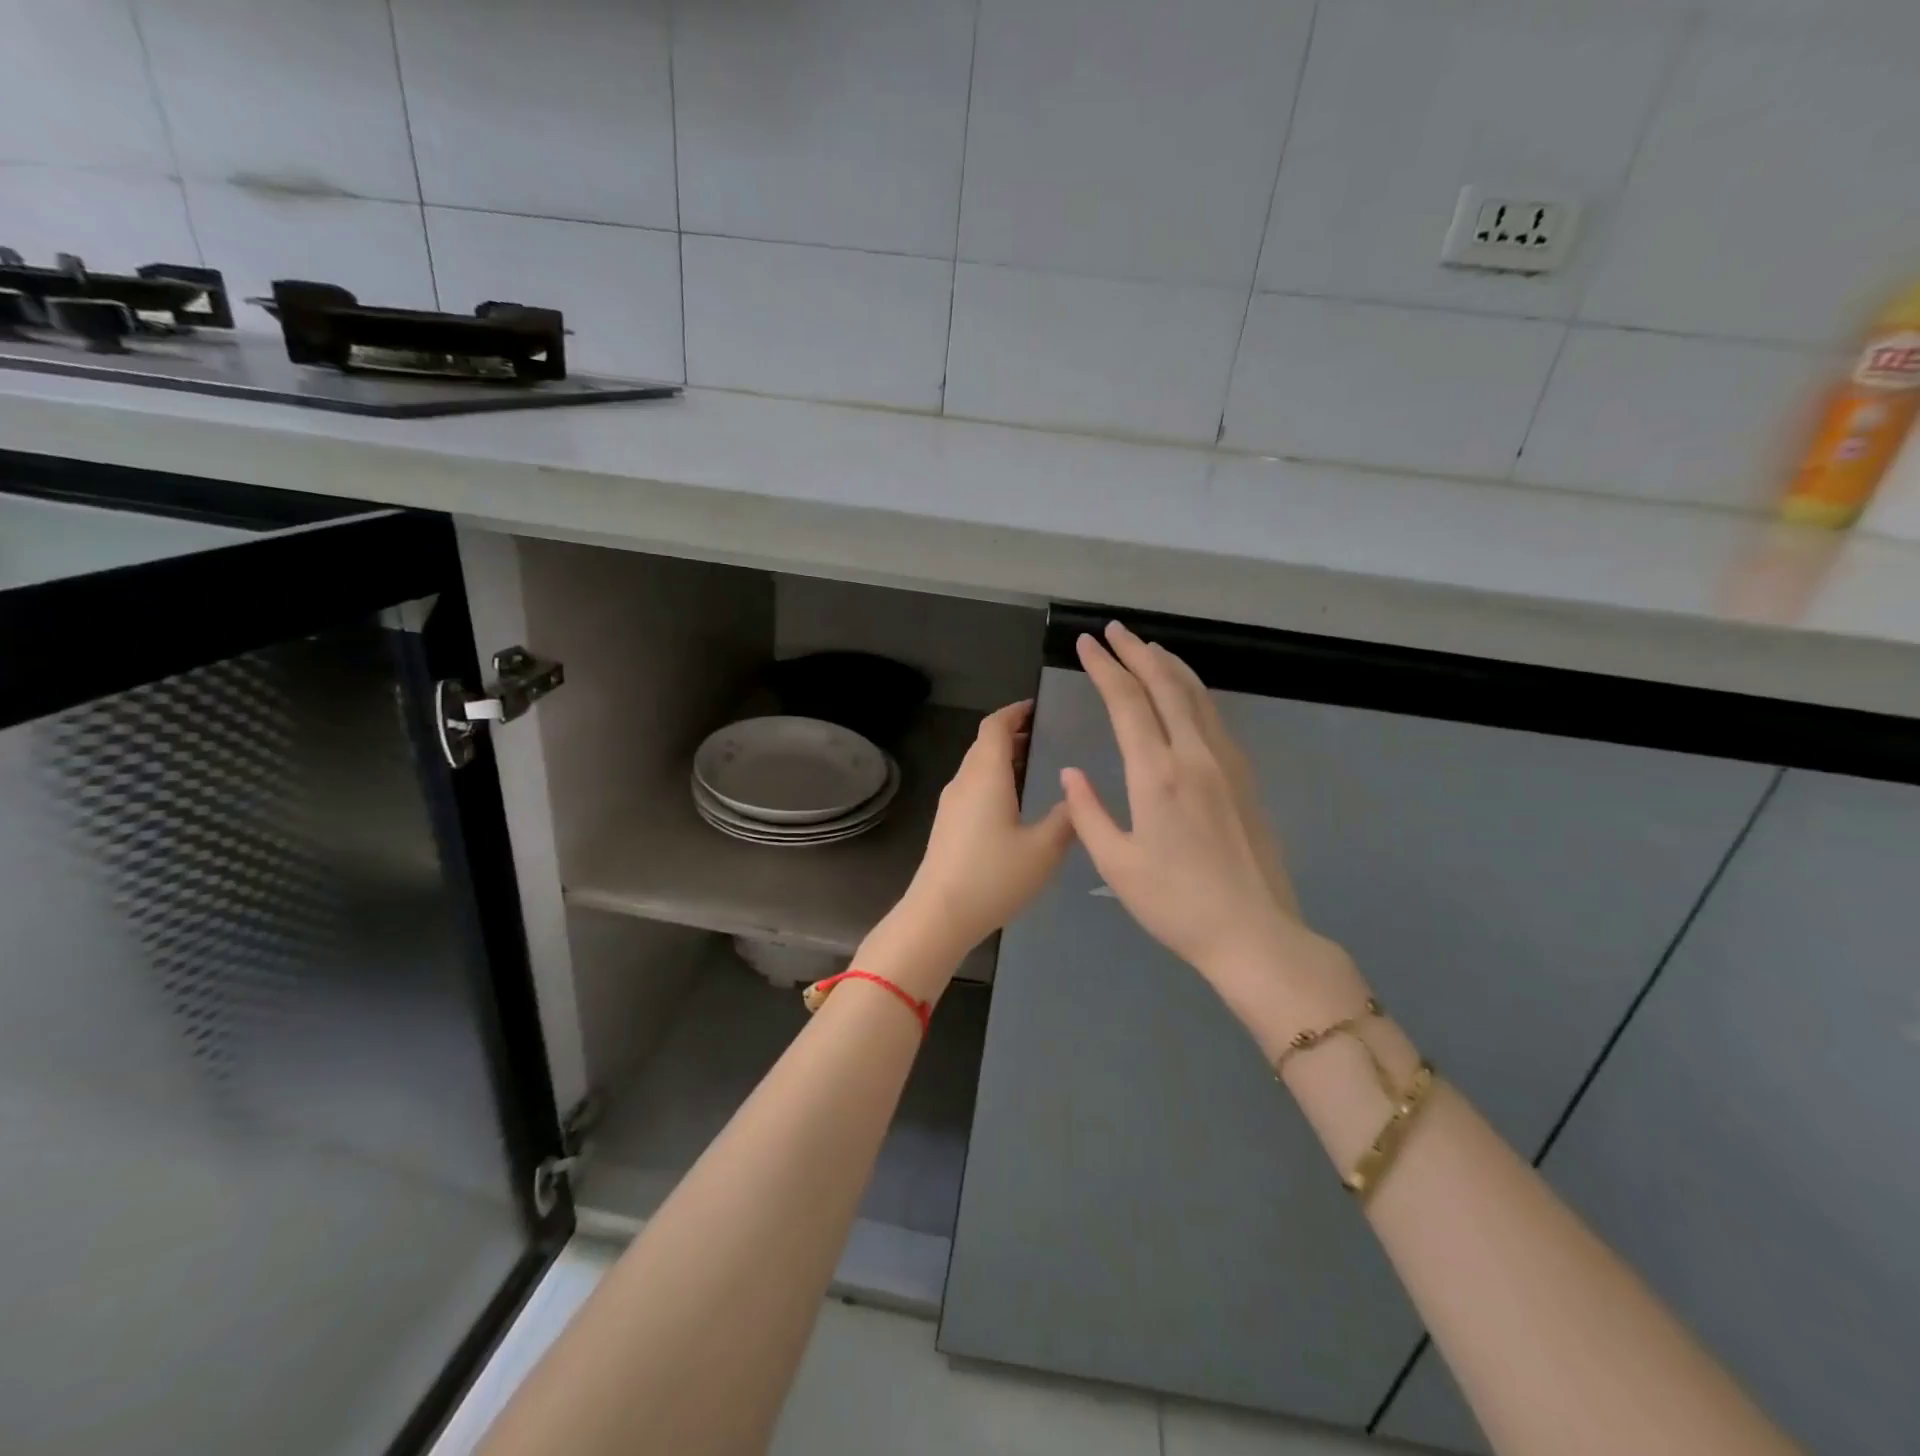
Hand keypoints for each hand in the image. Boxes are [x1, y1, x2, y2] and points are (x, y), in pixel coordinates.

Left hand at [867, 701, 1073, 995]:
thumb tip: (1075, 793)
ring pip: (977, 766)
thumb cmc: (993, 876)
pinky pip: (972, 787)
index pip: (996, 725)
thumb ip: (1065, 818)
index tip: (1038, 707)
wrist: (939, 915)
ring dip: (1002, 758)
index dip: (1015, 711)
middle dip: (1013, 733)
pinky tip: (1014, 802)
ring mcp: (951, 803)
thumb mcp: (1044, 849)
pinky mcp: (947, 824)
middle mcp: (964, 781)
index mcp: (986, 775)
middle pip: (985, 743)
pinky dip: (994, 780)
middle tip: (1045, 735)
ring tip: (1035, 764)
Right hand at [1061, 623, 1367, 1051]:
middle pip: (1165, 686)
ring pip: (1196, 696)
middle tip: (1114, 630)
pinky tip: (1185, 693)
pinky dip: (1193, 692)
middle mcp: (1194, 756)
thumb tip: (1072, 773)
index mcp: (1157, 775)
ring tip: (1148, 647)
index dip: (1105, 668)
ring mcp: (1226, 763)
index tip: (1088, 644)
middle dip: (1137, 652)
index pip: (1127, 703)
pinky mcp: (1245, 777)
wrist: (1254, 933)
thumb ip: (1088, 813)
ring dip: (1169, 665)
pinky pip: (1214, 717)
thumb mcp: (1117, 865)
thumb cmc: (1176, 904)